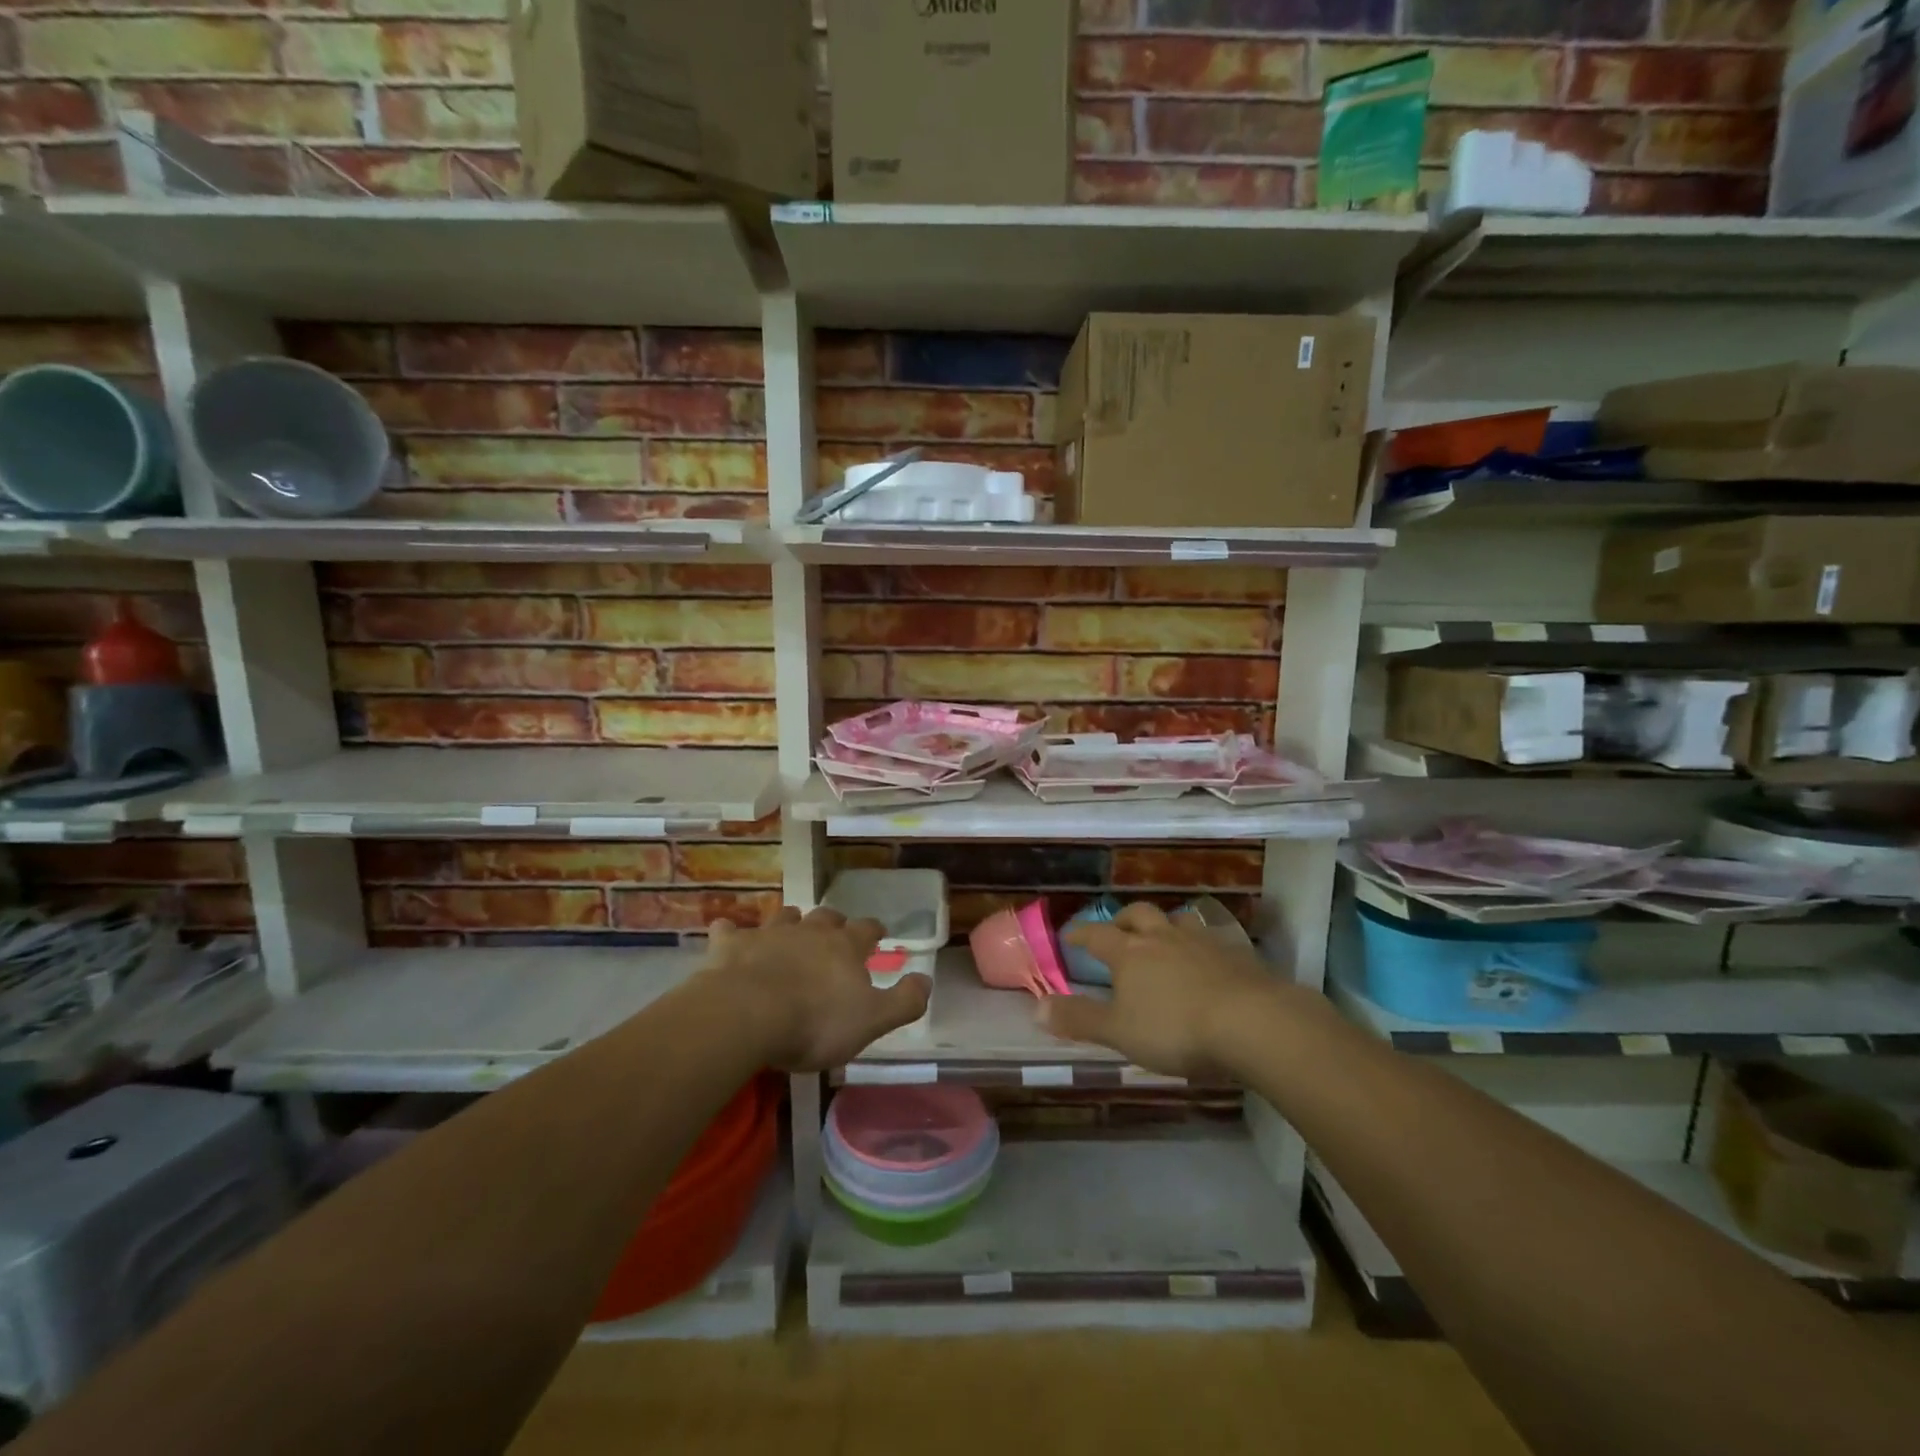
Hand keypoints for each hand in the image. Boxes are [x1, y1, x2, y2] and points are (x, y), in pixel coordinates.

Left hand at [700, 906, 930, 1072]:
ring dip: (790, 921)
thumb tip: (927, 980)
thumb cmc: (815, 1022)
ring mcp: (769, 934)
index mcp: (845, 947)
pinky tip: (728, 934)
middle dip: (832, 922)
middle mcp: (810, 931)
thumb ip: (904, 1001)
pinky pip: (730, 931)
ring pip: (784, 917)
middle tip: (833, 933)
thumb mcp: (872, 1021)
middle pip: (826, 917)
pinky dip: (732, 933)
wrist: (747, 1015)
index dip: (873, 930)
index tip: (877, 933)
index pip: (866, 929)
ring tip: (790, 929)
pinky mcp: (732, 946)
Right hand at [1042, 901, 1284, 1080]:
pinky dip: (1200, 947)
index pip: (1097, 935)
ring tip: (1162, 940)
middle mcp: (1163, 937)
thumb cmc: (1176, 1028)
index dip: (1081, 933)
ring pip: (1177, 921)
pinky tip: (1206, 962)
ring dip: (1164, 926)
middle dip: (1123, 920)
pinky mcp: (1237, 955)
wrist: (1253, 1022)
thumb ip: (1079, 1019)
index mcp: (1130, 952)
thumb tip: (1036, 1007)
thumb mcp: (1119, 1032)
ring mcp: (1203, 942)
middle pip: (1138, 915)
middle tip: (1116, 929)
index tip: (1070, 935)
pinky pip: (1211, 940)